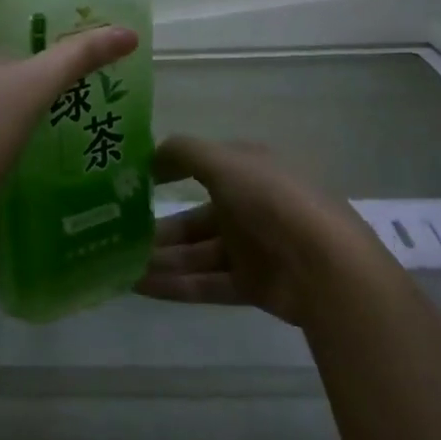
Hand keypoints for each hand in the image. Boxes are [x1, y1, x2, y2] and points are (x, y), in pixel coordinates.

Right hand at [137, 136, 371, 325]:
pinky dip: (173, 284)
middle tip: (115, 234)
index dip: (166, 172)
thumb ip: (183, 153)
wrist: (325, 265)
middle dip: (157, 226)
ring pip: (195, 252)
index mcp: (246, 170)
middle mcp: (247, 205)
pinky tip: (137, 286)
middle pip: (194, 217)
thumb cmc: (271, 199)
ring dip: (159, 257)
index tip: (130, 182)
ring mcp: (250, 247)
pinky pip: (204, 282)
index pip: (200, 167)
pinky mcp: (251, 285)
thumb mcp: (223, 161)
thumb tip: (149, 156)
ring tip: (117, 263)